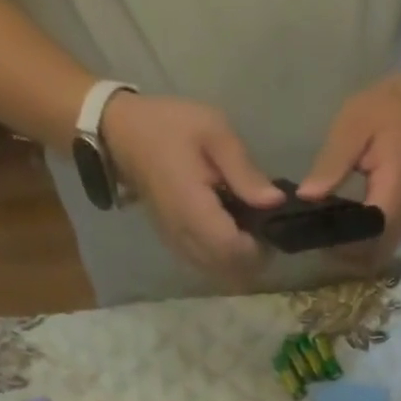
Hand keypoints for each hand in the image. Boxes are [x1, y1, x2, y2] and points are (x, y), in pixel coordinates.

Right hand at [101, 92, 283, 288]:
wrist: (124, 135)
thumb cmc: (170, 127)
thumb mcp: (214, 132)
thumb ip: (244, 170)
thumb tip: (276, 202)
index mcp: (194, 209)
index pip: (233, 250)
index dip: (259, 246)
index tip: (271, 225)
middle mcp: (185, 237)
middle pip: (230, 270)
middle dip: (255, 256)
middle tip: (266, 226)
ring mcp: (179, 246)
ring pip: (220, 273)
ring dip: (241, 260)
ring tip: (250, 228)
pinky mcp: (178, 247)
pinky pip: (209, 266)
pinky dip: (226, 258)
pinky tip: (231, 232)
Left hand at [297, 72, 400, 271]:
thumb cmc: (394, 108)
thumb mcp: (354, 124)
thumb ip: (332, 163)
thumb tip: (305, 197)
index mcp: (391, 196)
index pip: (361, 238)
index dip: (335, 242)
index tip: (310, 231)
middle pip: (369, 258)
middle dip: (340, 254)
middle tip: (313, 234)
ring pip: (376, 258)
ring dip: (350, 254)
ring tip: (324, 233)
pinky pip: (380, 247)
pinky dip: (360, 247)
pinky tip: (341, 228)